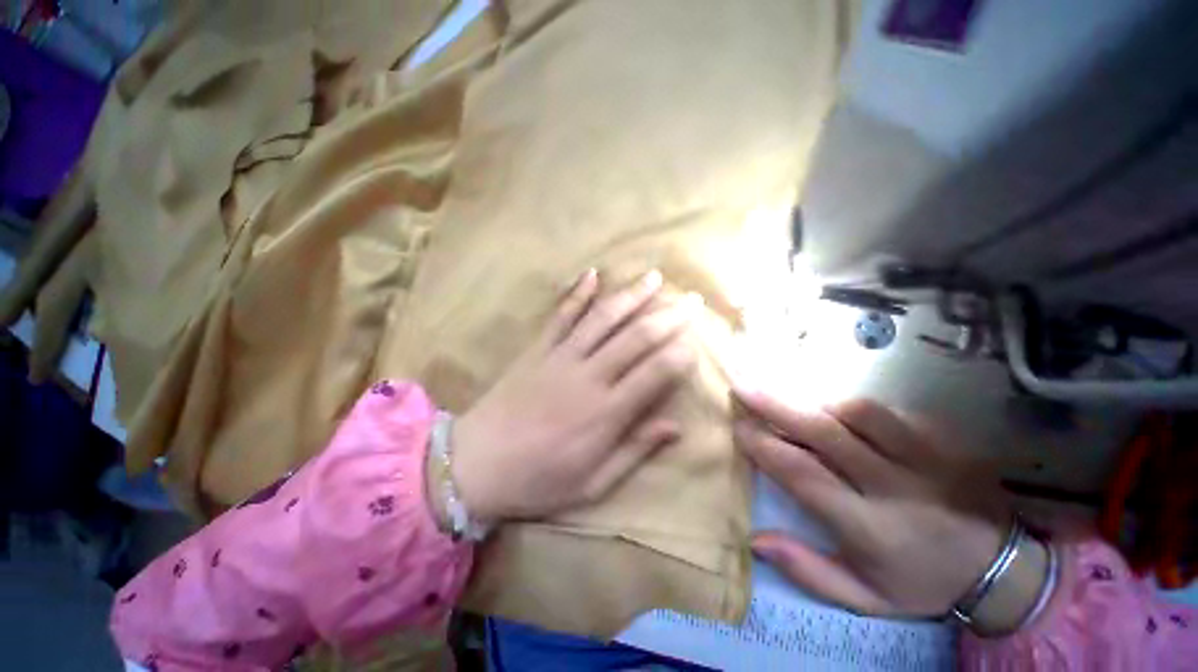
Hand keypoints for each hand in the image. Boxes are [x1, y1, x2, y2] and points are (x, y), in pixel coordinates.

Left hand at [450, 269, 700, 521]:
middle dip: (668, 315)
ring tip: (655, 277)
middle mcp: (588, 377)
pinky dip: (577, 293)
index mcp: (606, 413)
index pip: (655, 372)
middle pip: (636, 337)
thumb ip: (635, 451)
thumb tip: (675, 427)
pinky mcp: (538, 350)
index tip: (696, 342)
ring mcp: (560, 358)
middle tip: (692, 300)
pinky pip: (561, 316)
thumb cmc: (539, 480)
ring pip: (603, 318)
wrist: (475, 465)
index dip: (680, 353)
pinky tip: (592, 273)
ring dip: (631, 295)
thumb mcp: (594, 483)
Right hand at [734, 390, 1012, 618]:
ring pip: (859, 413)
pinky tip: (831, 409)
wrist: (1004, 569)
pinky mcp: (942, 440)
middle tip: (742, 386)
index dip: (765, 447)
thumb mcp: (865, 598)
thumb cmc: (922, 584)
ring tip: (789, 401)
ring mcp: (924, 458)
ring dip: (815, 403)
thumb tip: (755, 538)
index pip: (804, 475)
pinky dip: (849, 406)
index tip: (738, 427)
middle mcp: (895, 486)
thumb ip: (808, 570)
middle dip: (775, 405)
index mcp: (872, 528)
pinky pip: (887, 411)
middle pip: (825, 433)